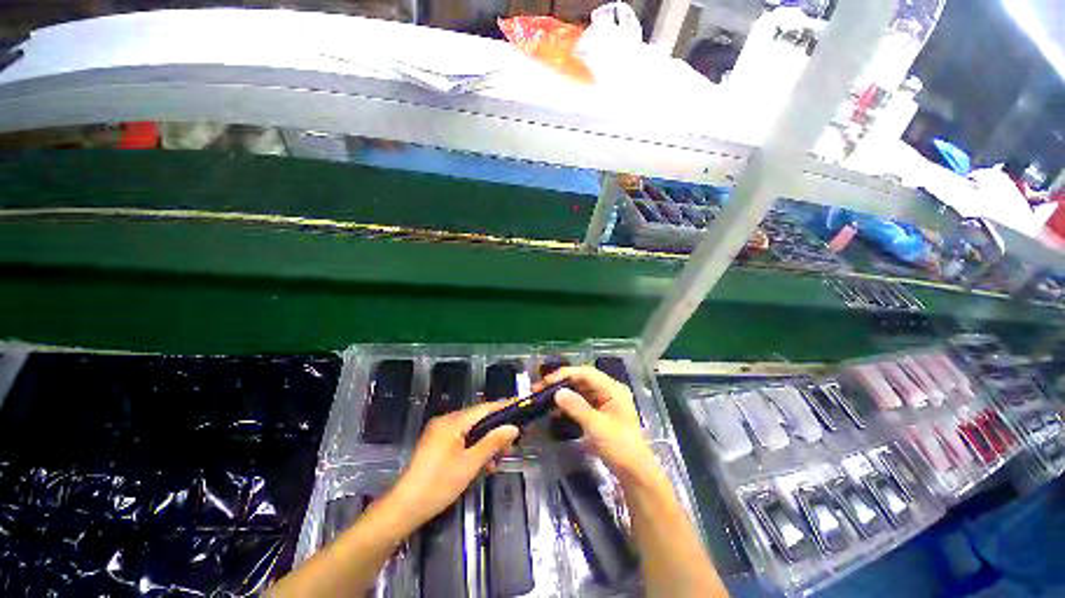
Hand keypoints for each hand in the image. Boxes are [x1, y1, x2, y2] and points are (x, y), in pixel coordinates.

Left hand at [389, 402, 518, 527]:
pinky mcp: (436, 444)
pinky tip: (481, 464)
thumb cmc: (438, 485)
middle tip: (510, 446)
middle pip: (478, 419)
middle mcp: (445, 421)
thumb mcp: (470, 464)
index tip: (520, 407)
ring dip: (485, 443)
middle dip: (495, 431)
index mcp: (453, 422)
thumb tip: (512, 428)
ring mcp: (439, 432)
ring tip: (496, 460)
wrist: (404, 508)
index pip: (484, 408)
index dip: (503, 407)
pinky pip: (461, 439)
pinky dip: (473, 447)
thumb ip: (492, 442)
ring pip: (470, 430)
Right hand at [542, 366, 657, 481]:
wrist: (635, 473)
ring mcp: (604, 402)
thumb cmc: (619, 447)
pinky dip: (568, 405)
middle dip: (561, 383)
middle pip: (581, 380)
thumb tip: (557, 393)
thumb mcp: (596, 426)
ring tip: (543, 398)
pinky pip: (581, 403)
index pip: (586, 373)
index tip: (546, 381)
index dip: (565, 374)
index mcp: (612, 389)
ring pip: (579, 391)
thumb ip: (576, 407)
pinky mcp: (599, 414)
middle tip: (539, 388)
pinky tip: (554, 410)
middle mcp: (608, 391)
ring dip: (562, 393)